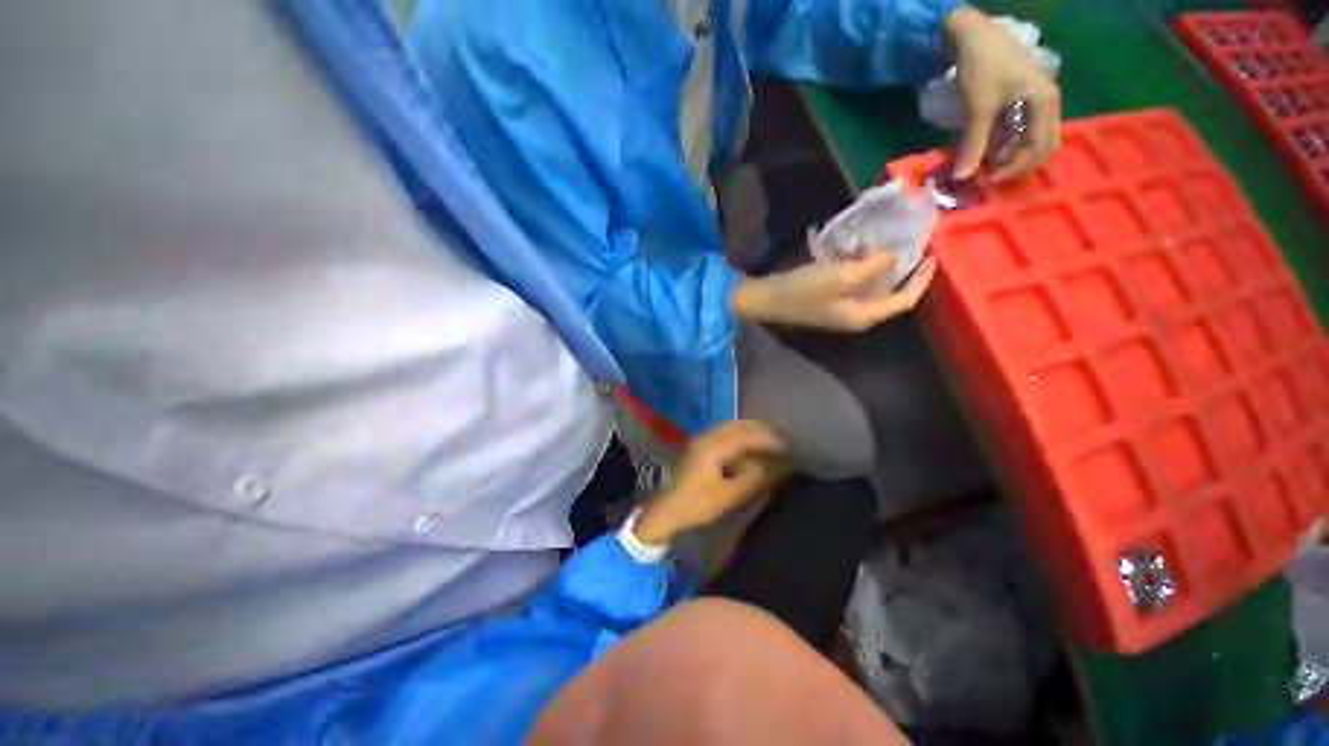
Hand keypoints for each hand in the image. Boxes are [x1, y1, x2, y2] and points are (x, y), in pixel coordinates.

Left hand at [634, 421, 789, 544]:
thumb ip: (754, 479)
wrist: (665, 510)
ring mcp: (701, 440)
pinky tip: (749, 447)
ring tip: (770, 441)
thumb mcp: (728, 496)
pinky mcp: (699, 446)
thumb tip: (778, 466)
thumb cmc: (696, 504)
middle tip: (783, 439)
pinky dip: (740, 436)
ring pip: (731, 427)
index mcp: (714, 447)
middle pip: (739, 425)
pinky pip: (724, 433)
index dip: (769, 438)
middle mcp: (707, 437)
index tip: (788, 444)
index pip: (747, 435)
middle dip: (762, 430)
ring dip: (751, 431)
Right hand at [733, 253, 936, 331]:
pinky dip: (863, 268)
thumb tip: (894, 256)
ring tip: (888, 243)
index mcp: (864, 316)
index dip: (921, 279)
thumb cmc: (802, 291)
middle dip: (903, 270)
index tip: (932, 253)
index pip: (904, 300)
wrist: (765, 300)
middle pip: (890, 294)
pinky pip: (856, 284)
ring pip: (873, 288)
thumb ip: (874, 267)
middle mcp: (857, 316)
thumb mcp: (840, 276)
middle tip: (911, 244)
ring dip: (882, 268)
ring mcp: (841, 309)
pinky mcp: (829, 300)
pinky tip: (859, 251)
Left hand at [945, 7, 1060, 180]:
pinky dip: (1006, 145)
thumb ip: (973, 145)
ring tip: (985, 168)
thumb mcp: (977, 110)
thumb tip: (962, 178)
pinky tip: (987, 154)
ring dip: (1011, 157)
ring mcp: (1037, 101)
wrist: (973, 35)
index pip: (1038, 148)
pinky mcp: (1022, 100)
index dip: (1013, 169)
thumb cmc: (982, 68)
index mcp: (1046, 104)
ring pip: (1031, 140)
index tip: (986, 182)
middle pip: (1041, 146)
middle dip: (1016, 166)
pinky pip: (1020, 131)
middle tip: (988, 179)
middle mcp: (1048, 104)